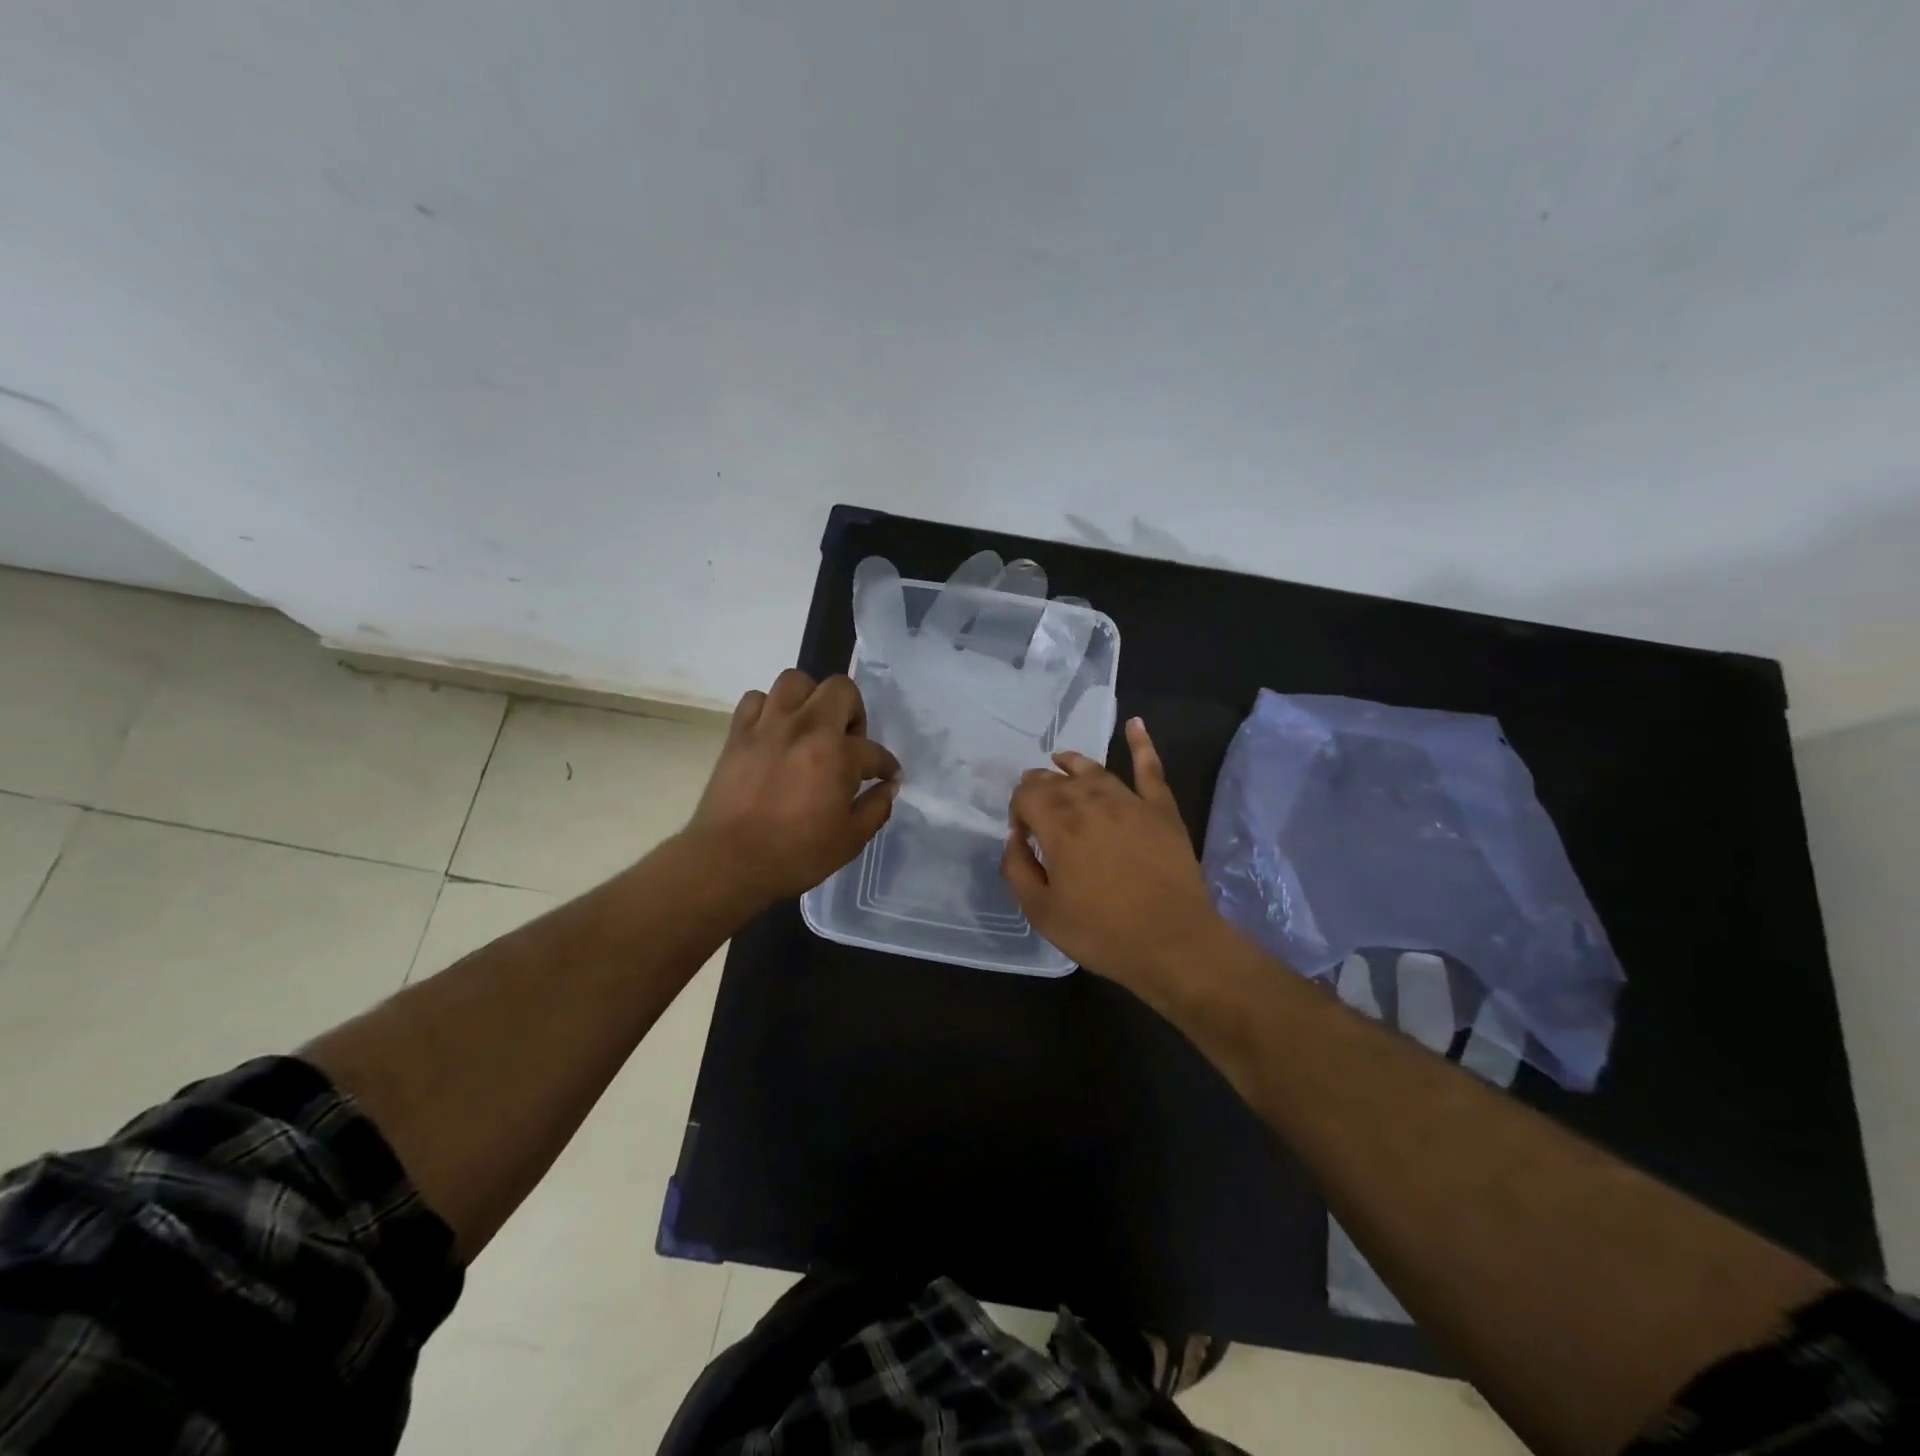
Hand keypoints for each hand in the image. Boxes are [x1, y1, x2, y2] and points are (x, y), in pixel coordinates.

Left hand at [687, 669, 900, 906]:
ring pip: (795, 681)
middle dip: (853, 712)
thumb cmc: (795, 855)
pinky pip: (756, 699)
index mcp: (837, 755)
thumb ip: (876, 808)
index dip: (886, 766)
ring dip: (810, 699)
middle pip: (840, 689)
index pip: (874, 751)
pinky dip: (769, 708)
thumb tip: (888, 787)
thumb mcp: (850, 840)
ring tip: (810, 727)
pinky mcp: (738, 733)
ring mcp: (768, 725)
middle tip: (848, 742)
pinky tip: (775, 732)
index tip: (886, 777)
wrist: (728, 862)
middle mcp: (805, 728)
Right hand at [1002, 718, 1224, 993]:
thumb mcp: (1041, 912)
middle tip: (1035, 802)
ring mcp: (1130, 801)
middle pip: (1057, 780)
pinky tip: (1135, 723)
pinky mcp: (1161, 810)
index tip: (1022, 835)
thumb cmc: (1101, 932)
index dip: (1018, 809)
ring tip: (1060, 759)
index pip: (1027, 794)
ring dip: (1073, 763)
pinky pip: (1150, 769)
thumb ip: (1017, 870)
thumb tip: (1014, 840)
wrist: (1172, 943)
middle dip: (1040, 786)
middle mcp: (1091, 801)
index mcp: (1058, 823)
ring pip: (1094, 770)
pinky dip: (1141, 744)